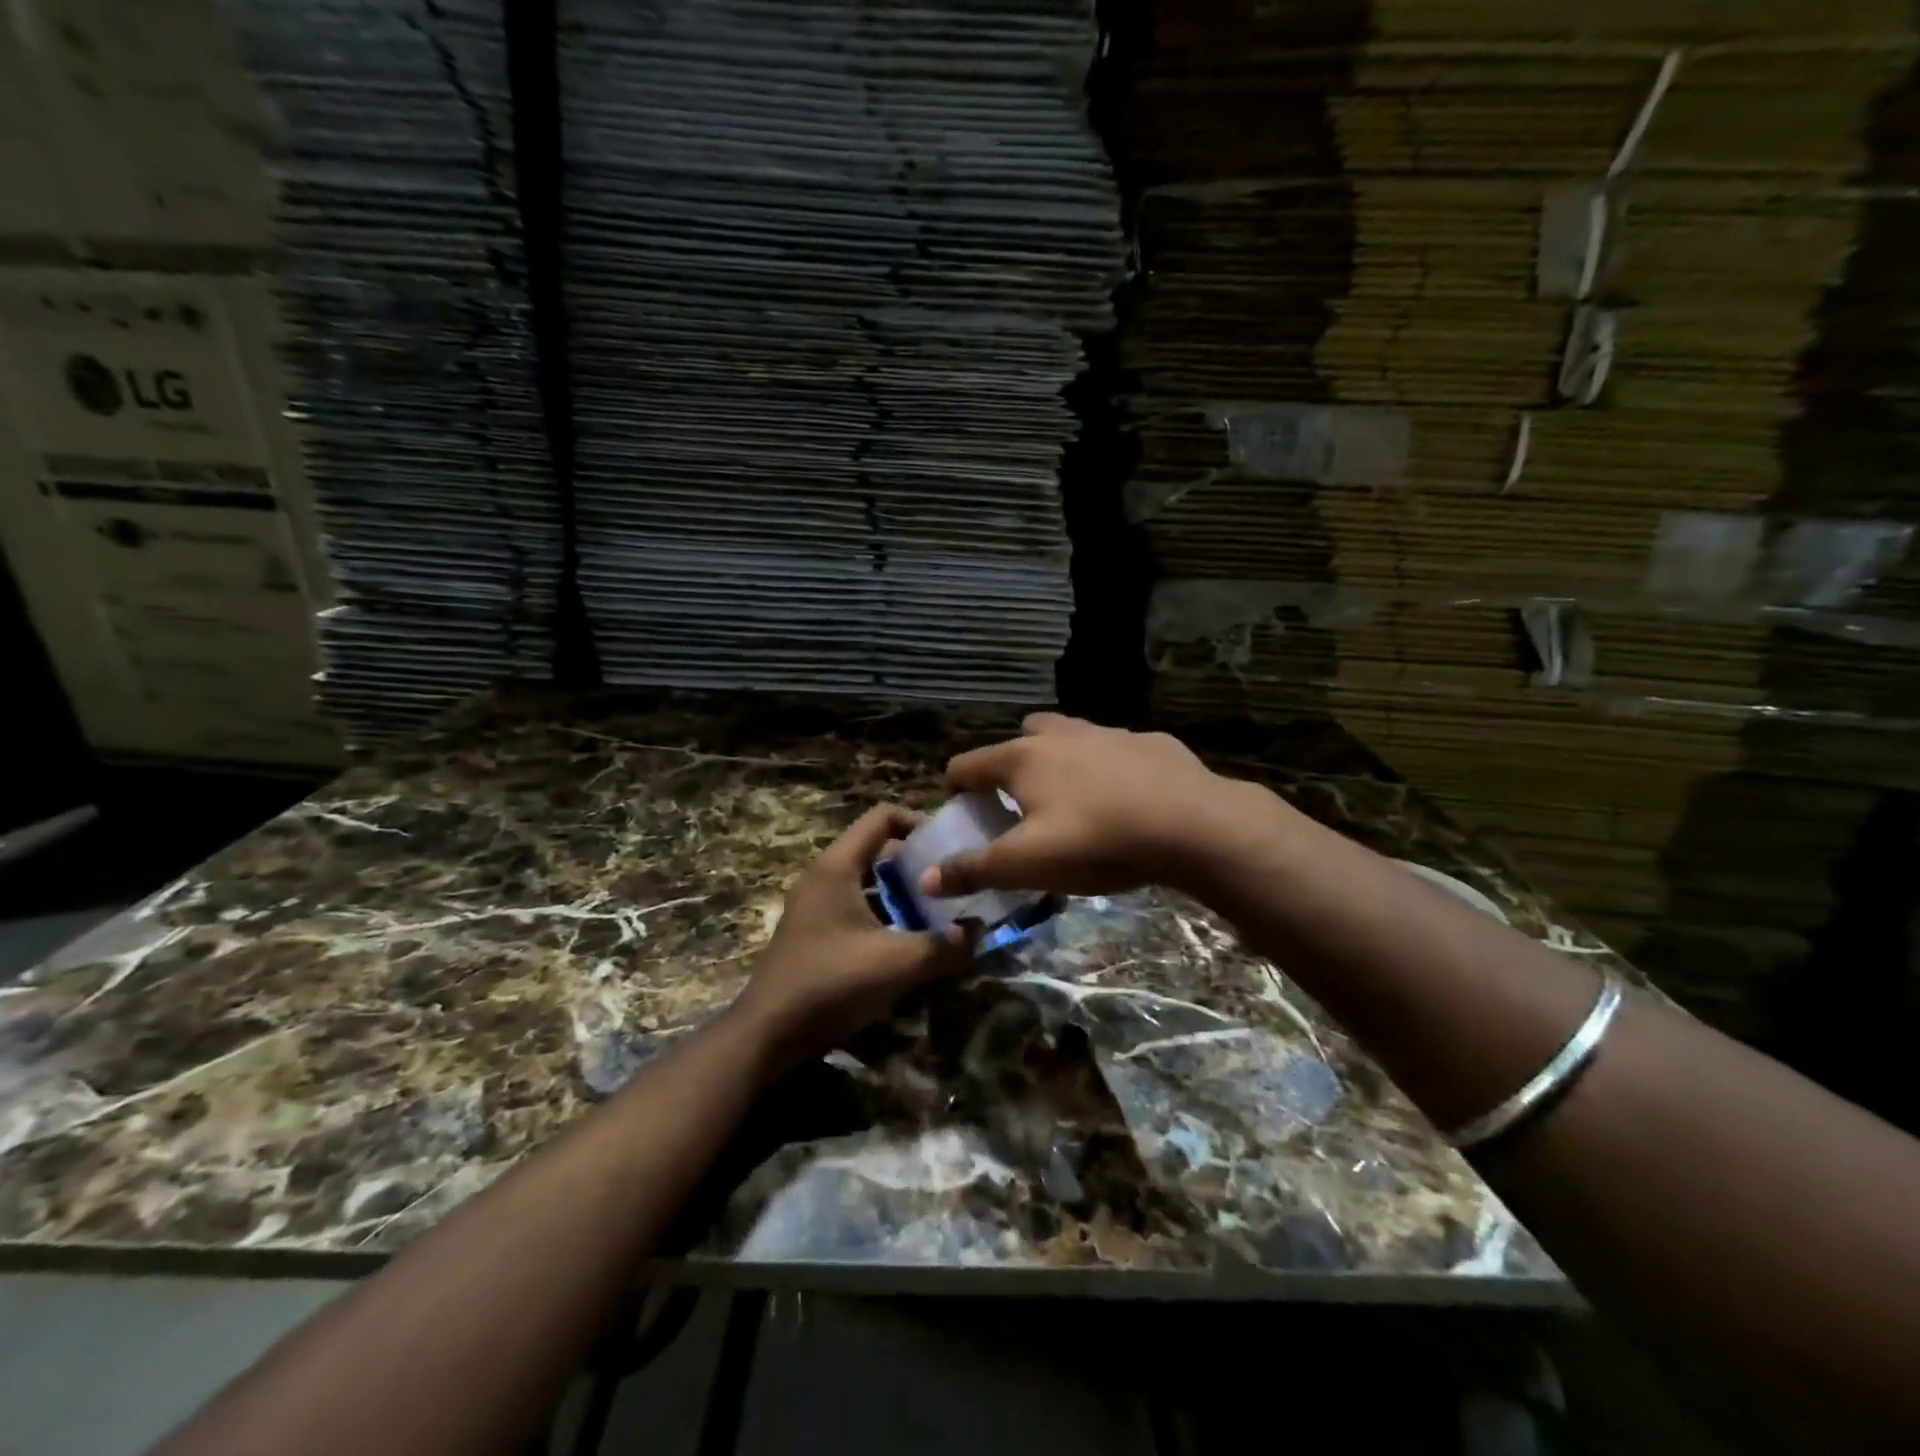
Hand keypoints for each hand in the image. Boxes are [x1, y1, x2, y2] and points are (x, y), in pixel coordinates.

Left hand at [732, 805, 966, 1070]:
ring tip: (937, 912)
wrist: (767, 1036)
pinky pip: (854, 908)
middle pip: (875, 850)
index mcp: (837, 867)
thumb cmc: (831, 983)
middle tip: (950, 882)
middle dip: (915, 863)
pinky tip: (906, 943)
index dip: (918, 822)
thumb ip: (944, 946)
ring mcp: (813, 905)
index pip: (881, 817)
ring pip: (866, 883)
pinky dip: (882, 915)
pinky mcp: (812, 933)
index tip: (949, 846)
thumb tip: (979, 933)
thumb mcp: (897, 963)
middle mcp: (822, 877)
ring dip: (900, 893)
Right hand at [919, 713, 1270, 898]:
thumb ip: (975, 869)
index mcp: (1023, 759)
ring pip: (1071, 737)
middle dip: (1012, 765)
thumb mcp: (1029, 864)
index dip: (955, 790)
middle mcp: (1061, 734)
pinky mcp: (1151, 742)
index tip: (964, 815)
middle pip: (1020, 737)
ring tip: (1075, 802)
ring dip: (1061, 761)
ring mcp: (1109, 734)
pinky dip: (1111, 768)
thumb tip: (926, 880)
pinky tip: (1129, 800)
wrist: (1193, 824)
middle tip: (1022, 804)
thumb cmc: (1098, 840)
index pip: (967, 764)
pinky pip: (1117, 751)